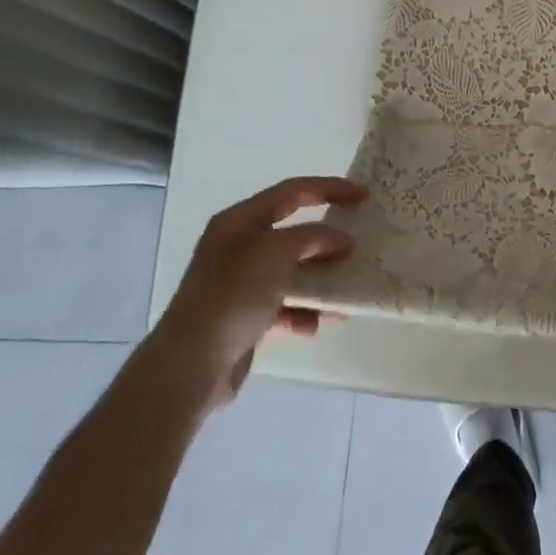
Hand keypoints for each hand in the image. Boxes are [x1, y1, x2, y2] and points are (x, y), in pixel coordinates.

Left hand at [148, 176, 365, 412]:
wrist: (191, 365)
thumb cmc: (233, 296)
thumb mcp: (277, 253)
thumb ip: (314, 237)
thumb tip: (341, 240)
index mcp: (239, 222)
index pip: (292, 191)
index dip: (330, 188)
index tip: (364, 195)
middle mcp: (237, 247)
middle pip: (293, 231)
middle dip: (327, 238)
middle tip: (359, 241)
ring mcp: (239, 284)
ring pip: (291, 271)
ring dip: (320, 278)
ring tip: (346, 287)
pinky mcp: (244, 317)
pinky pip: (284, 305)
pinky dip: (303, 312)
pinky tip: (315, 325)